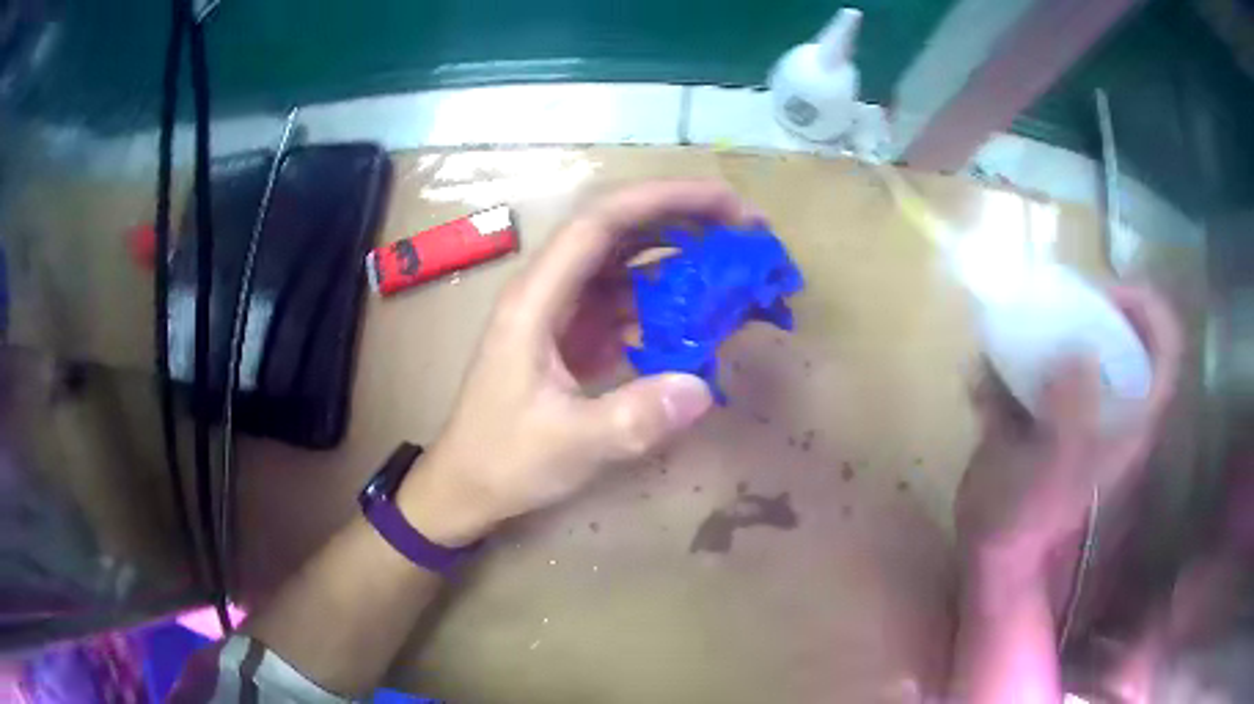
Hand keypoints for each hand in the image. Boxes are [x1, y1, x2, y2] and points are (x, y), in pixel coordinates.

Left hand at [402, 182, 761, 544]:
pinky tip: (707, 313)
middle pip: (620, 230)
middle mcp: (551, 291)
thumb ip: (632, 419)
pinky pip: (631, 303)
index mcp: (537, 299)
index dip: (663, 200)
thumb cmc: (503, 460)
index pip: (601, 223)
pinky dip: (671, 301)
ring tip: (739, 263)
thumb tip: (702, 388)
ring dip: (683, 257)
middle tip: (747, 228)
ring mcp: (565, 312)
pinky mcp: (578, 336)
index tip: (724, 203)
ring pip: (630, 265)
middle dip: (684, 218)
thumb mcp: (568, 446)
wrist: (468, 486)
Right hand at [956, 286, 1182, 565]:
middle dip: (1082, 310)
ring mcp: (1079, 407)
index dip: (1144, 307)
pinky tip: (979, 388)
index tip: (1104, 293)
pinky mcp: (1047, 413)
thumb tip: (1079, 353)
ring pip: (1074, 344)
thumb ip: (1072, 414)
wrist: (992, 552)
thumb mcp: (1052, 472)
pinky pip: (1033, 370)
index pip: (1165, 346)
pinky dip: (1007, 367)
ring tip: (999, 351)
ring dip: (1035, 338)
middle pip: (1118, 330)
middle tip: (1044, 309)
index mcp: (1130, 418)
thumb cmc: (1025, 521)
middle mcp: (1113, 404)